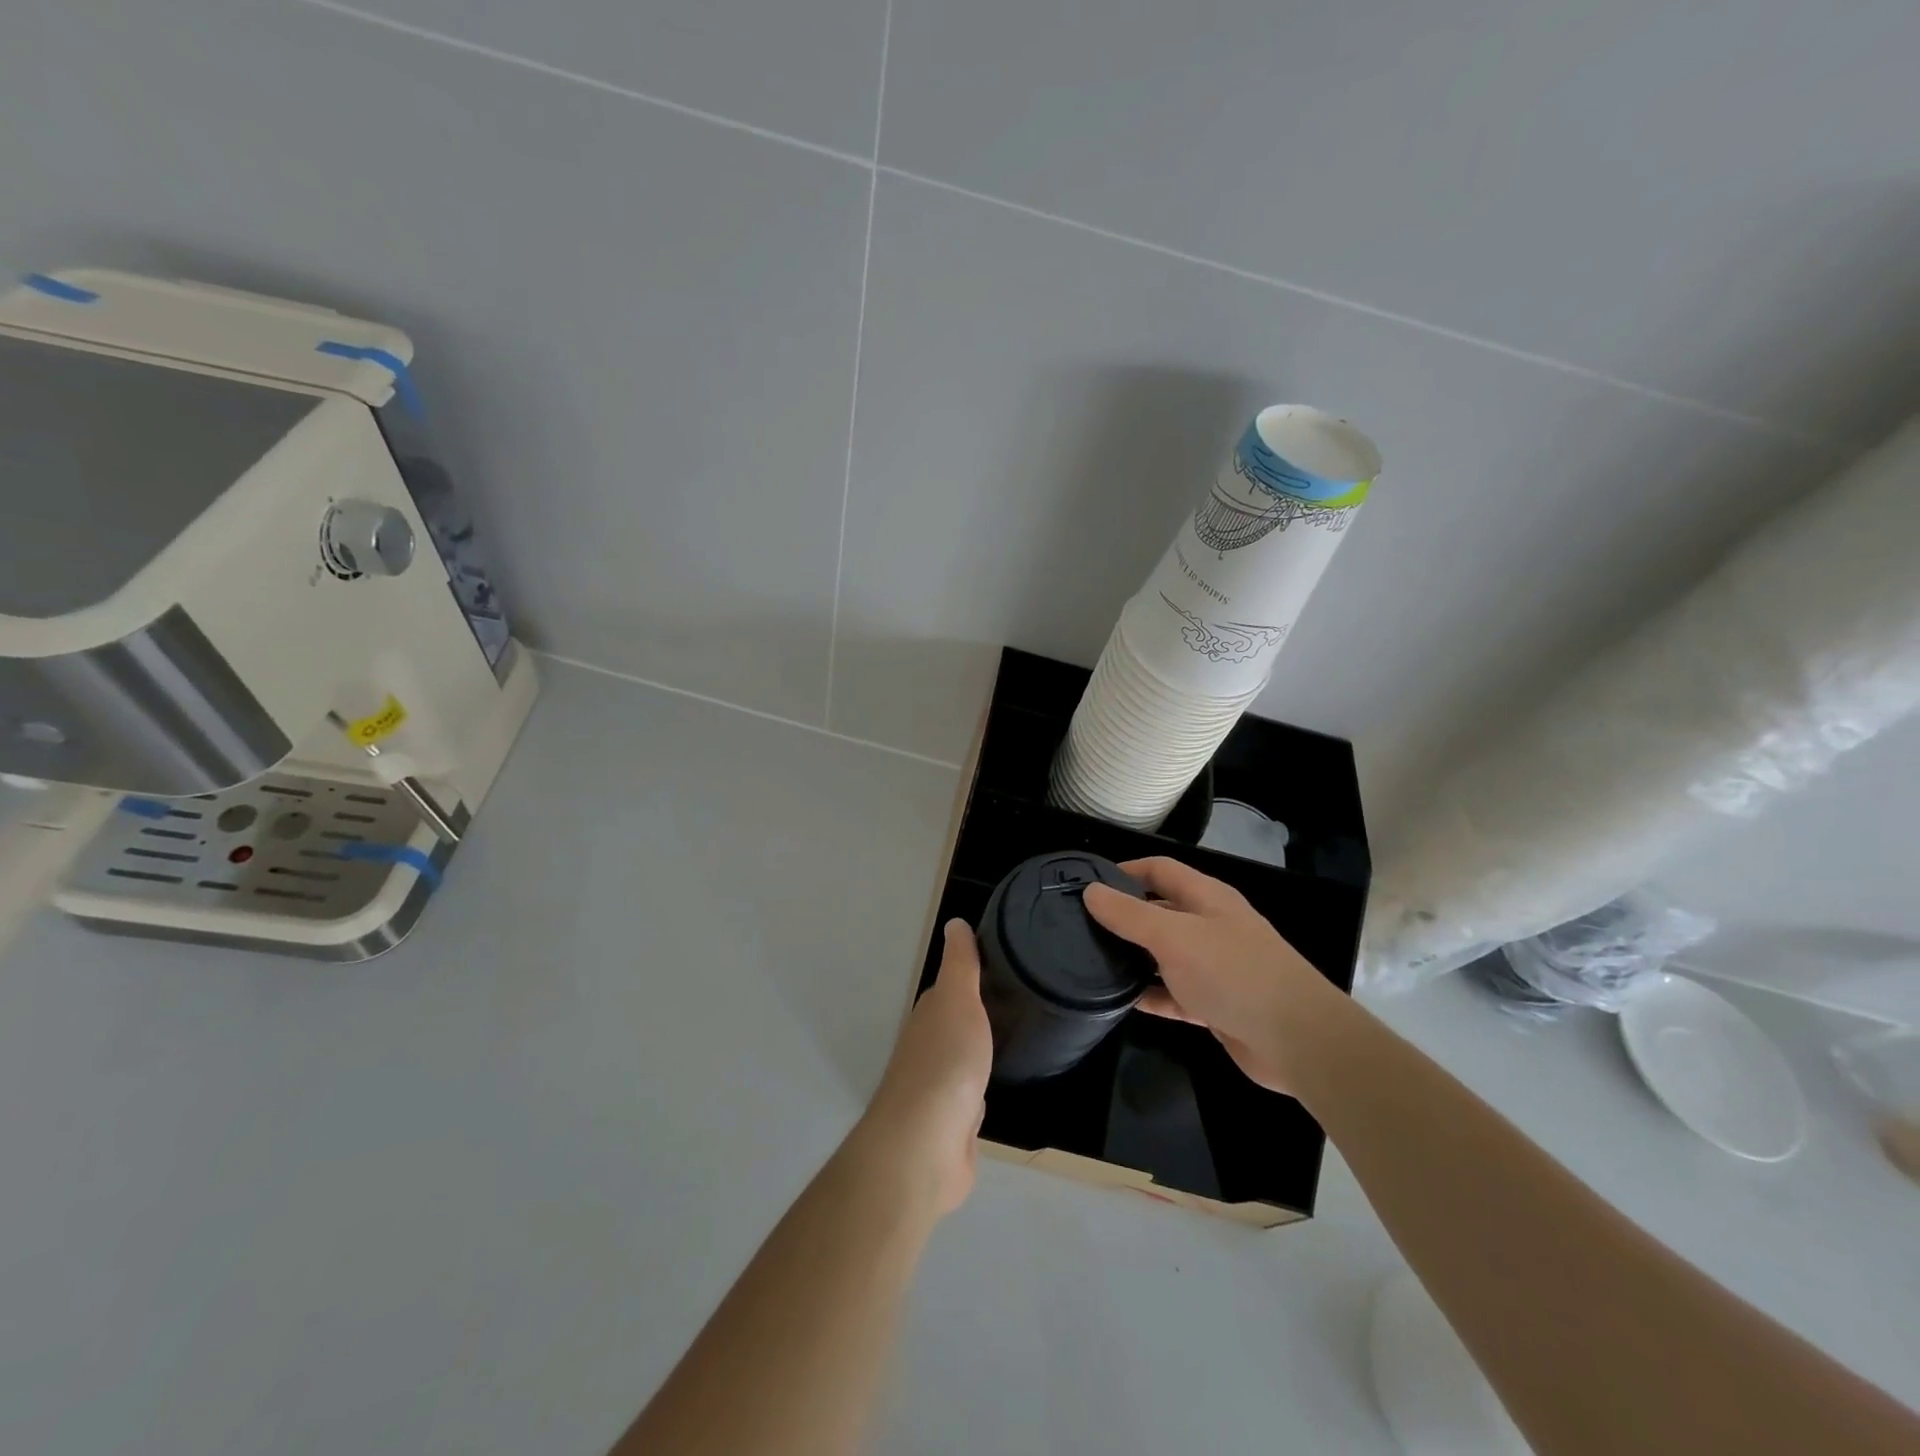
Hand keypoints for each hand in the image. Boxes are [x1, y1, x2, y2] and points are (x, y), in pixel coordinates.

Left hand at [851, 920, 992, 1219]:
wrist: (927, 1145)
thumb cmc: (946, 1062)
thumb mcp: (958, 999)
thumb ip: (960, 964)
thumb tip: (954, 922)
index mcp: (930, 1016)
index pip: (951, 989)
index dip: (972, 978)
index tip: (1003, 968)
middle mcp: (929, 1048)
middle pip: (956, 1025)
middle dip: (978, 1016)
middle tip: (1019, 1003)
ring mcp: (939, 1089)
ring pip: (963, 1061)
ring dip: (979, 1052)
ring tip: (1013, 1040)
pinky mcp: (953, 1125)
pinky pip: (971, 1098)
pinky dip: (981, 1091)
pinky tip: (997, 1089)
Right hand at [1084, 858, 1344, 1095]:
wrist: (1296, 1040)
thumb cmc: (1233, 973)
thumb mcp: (1173, 937)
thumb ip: (1129, 914)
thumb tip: (1091, 891)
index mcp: (1206, 898)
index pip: (1160, 869)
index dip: (1125, 870)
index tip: (1088, 884)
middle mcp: (1211, 926)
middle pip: (1161, 910)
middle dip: (1125, 915)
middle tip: (1081, 925)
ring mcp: (1214, 967)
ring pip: (1165, 954)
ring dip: (1134, 957)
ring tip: (1091, 961)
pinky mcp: (1215, 1004)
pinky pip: (1173, 993)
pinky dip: (1150, 995)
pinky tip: (1121, 1001)